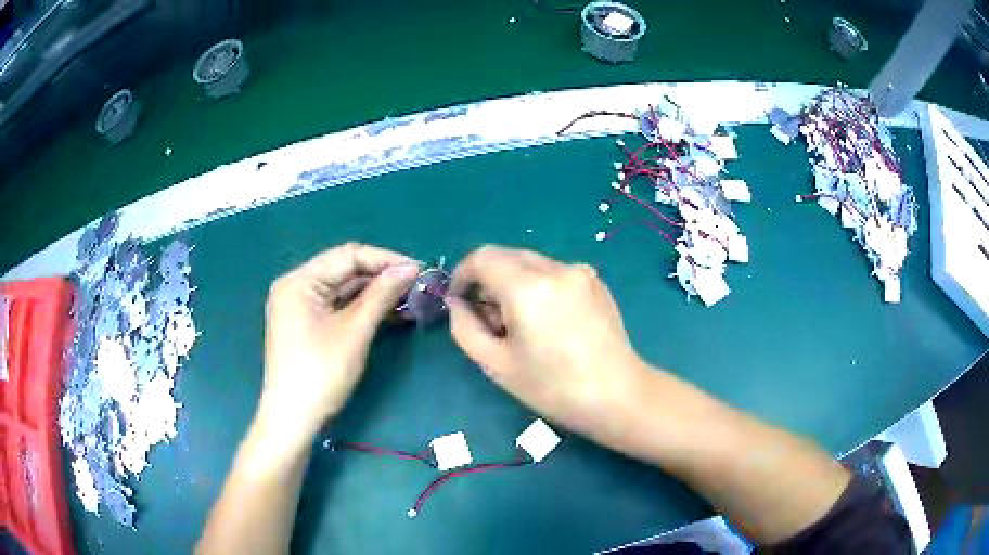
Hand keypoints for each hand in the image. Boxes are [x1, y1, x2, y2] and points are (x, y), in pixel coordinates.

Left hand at [257, 243, 419, 439]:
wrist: (293, 419)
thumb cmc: (321, 373)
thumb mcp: (354, 331)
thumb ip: (381, 294)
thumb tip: (410, 268)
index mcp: (299, 281)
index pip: (347, 256)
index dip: (385, 260)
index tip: (419, 269)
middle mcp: (296, 286)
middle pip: (344, 271)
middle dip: (381, 277)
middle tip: (417, 285)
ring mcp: (299, 307)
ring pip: (342, 289)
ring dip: (374, 293)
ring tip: (409, 299)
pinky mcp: (305, 325)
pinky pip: (337, 307)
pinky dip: (361, 309)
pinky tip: (388, 312)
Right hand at [447, 245, 645, 436]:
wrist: (618, 396)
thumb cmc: (553, 388)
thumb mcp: (496, 365)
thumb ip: (465, 328)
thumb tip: (457, 303)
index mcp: (528, 288)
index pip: (482, 258)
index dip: (462, 274)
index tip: (458, 301)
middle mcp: (556, 268)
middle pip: (507, 256)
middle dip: (488, 280)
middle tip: (490, 320)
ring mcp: (580, 271)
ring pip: (530, 264)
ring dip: (513, 284)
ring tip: (521, 325)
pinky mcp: (595, 280)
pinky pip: (554, 273)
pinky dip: (538, 287)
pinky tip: (548, 322)